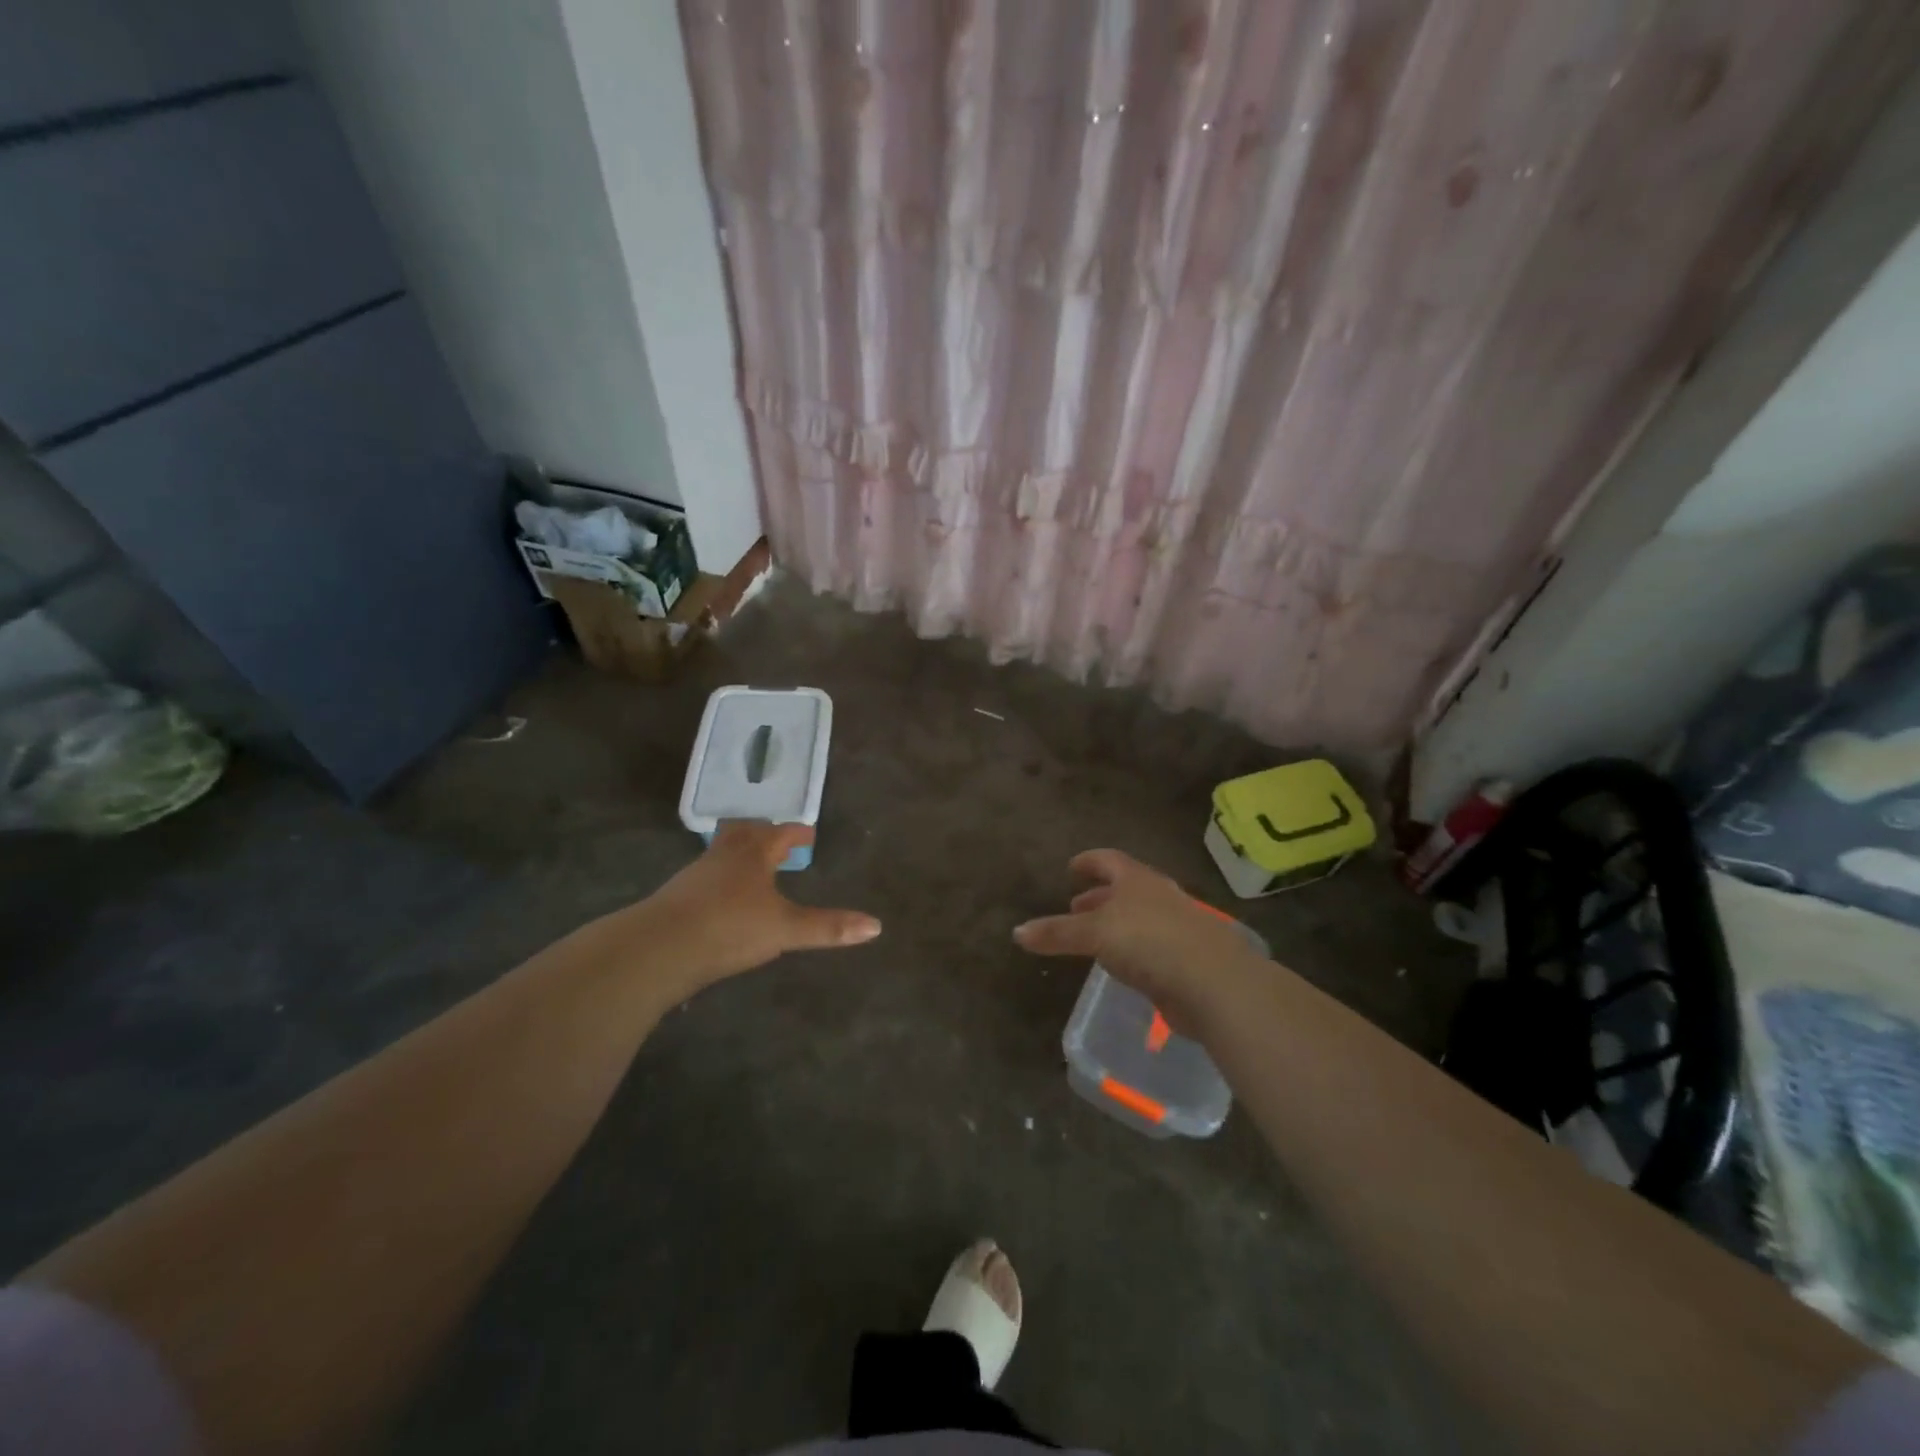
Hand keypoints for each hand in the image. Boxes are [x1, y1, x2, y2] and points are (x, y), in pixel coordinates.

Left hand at [641, 822, 880, 993]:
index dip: (797, 833)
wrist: (659, 948)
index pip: (780, 833)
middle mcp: (723, 856)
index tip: (808, 834)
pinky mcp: (677, 898)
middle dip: (762, 833)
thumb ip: (827, 927)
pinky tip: (723, 899)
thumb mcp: (785, 930)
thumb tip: (876, 926)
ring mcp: (695, 875)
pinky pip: (705, 877)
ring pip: (722, 853)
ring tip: (753, 868)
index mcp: (753, 854)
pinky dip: (720, 879)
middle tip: (776, 840)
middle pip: (744, 832)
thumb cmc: (729, 928)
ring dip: (740, 854)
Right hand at [1013, 849, 1265, 1029]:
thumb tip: (1017, 932)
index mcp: (1138, 880)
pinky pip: (1151, 947)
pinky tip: (1121, 966)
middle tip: (1077, 906)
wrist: (1213, 982)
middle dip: (1099, 896)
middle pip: (1125, 889)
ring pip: (1139, 918)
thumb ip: (1057, 933)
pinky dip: (1131, 950)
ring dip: (1115, 924)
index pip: (1109, 860)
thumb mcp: (1094, 934)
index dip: (1088, 862)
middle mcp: (1159, 897)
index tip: (1070, 868)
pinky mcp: (1186, 959)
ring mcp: (1176, 927)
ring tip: (1093, 938)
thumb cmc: (1149, 941)